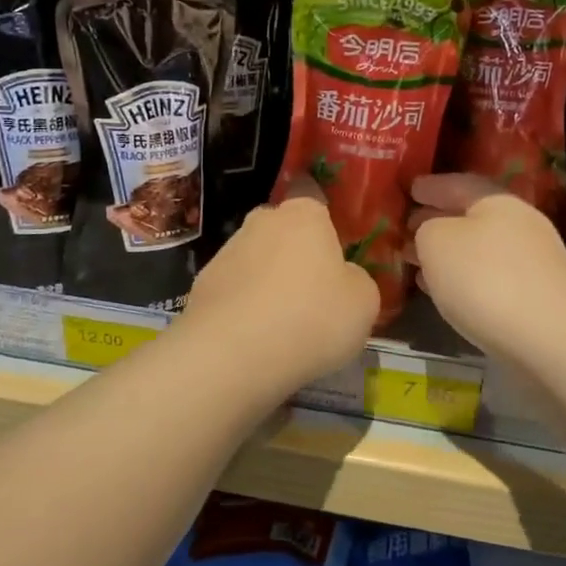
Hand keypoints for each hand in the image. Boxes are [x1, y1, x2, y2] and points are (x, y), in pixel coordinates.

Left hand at [180, 179, 379, 394]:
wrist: (232, 353)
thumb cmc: (311, 318)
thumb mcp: (364, 303)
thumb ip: (357, 281)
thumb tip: (343, 279)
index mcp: (305, 215)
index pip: (319, 212)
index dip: (328, 241)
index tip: (335, 274)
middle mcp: (262, 221)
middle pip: (285, 236)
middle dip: (295, 261)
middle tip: (311, 302)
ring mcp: (226, 250)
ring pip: (257, 263)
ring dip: (267, 286)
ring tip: (280, 330)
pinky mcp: (201, 283)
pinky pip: (234, 292)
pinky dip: (243, 309)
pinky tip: (252, 340)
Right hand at [408, 174, 565, 360]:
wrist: (552, 340)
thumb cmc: (485, 279)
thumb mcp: (436, 242)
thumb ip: (426, 230)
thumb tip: (430, 234)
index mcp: (497, 201)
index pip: (457, 183)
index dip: (430, 186)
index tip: (409, 189)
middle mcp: (519, 225)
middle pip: (470, 216)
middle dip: (437, 221)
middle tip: (406, 227)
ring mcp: (531, 263)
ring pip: (478, 249)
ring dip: (447, 254)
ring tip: (416, 262)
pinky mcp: (534, 298)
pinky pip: (488, 277)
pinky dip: (463, 278)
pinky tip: (444, 292)